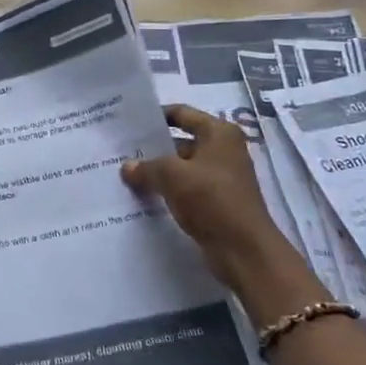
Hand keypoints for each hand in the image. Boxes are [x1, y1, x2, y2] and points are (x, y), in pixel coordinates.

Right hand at [122, 105, 303, 292]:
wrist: (244, 251)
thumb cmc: (212, 200)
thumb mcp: (173, 177)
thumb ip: (147, 168)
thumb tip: (127, 167)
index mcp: (219, 133)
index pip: (182, 113)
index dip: (156, 116)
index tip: (130, 122)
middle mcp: (223, 150)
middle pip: (181, 141)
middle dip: (153, 147)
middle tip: (121, 150)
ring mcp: (221, 177)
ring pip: (182, 167)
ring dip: (158, 171)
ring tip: (126, 173)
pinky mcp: (217, 202)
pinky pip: (186, 188)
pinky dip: (167, 190)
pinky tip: (143, 195)